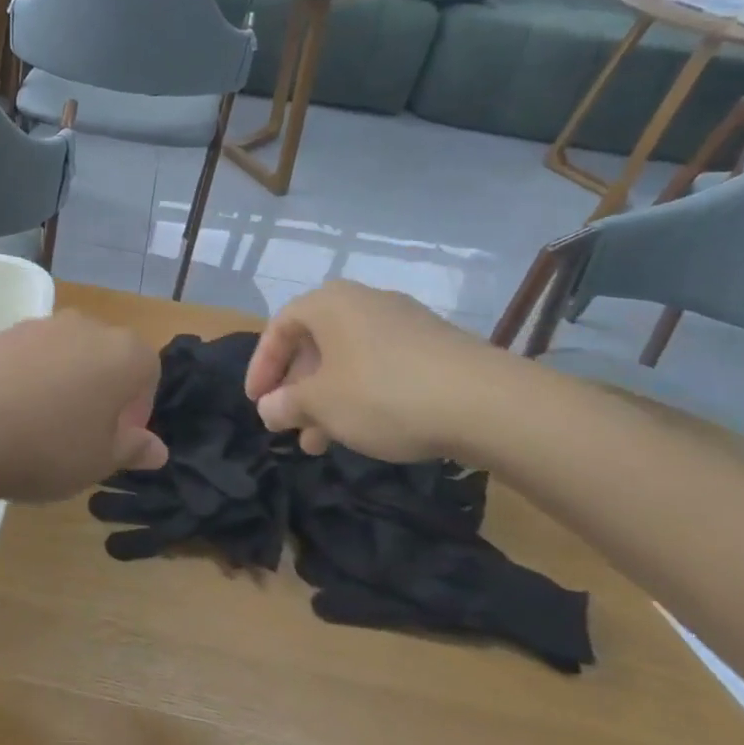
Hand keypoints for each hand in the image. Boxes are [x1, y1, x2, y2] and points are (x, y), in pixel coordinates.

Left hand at [0, 313, 166, 502]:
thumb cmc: (47, 447)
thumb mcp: (100, 461)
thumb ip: (133, 448)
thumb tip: (156, 448)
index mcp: (122, 352)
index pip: (148, 371)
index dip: (138, 408)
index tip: (116, 440)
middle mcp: (85, 326)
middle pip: (106, 357)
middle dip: (102, 392)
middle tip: (82, 435)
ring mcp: (38, 325)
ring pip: (66, 355)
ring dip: (64, 384)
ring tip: (40, 427)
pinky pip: (28, 357)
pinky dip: (27, 379)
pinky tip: (8, 413)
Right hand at [244, 281, 509, 461]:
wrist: (487, 402)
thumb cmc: (383, 393)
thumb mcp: (321, 404)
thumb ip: (286, 404)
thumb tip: (269, 408)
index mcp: (328, 303)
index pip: (278, 328)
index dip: (261, 367)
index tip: (256, 403)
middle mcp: (364, 302)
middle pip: (314, 344)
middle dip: (297, 388)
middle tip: (288, 424)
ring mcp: (403, 322)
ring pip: (348, 359)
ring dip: (327, 398)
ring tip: (320, 442)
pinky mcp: (434, 346)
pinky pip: (380, 366)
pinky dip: (361, 394)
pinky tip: (364, 430)